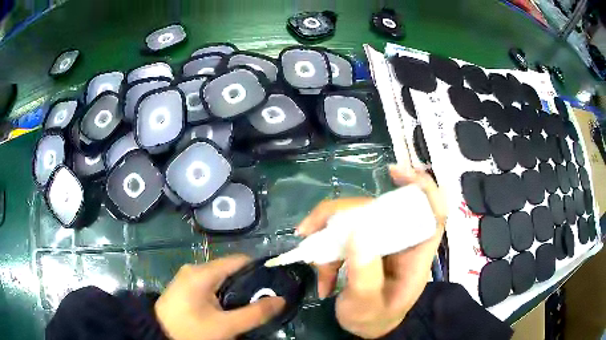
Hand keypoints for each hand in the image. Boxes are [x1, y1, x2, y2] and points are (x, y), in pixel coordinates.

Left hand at [155, 255, 285, 339]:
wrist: (158, 335)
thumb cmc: (190, 330)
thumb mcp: (225, 326)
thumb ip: (254, 313)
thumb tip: (281, 299)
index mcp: (203, 272)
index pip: (239, 261)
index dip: (260, 270)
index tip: (275, 285)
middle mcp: (195, 269)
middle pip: (231, 270)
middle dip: (250, 285)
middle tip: (265, 301)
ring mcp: (189, 278)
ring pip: (222, 280)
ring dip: (237, 292)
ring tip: (251, 307)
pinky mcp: (186, 288)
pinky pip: (212, 286)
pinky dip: (225, 295)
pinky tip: (230, 309)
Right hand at [296, 165, 446, 338]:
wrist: (367, 328)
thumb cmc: (375, 320)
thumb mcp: (367, 307)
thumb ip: (364, 276)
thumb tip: (356, 234)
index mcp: (416, 254)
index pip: (433, 211)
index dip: (421, 186)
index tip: (392, 171)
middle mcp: (400, 240)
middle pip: (379, 208)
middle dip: (343, 214)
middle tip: (310, 230)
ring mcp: (380, 241)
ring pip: (354, 219)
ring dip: (325, 236)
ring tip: (311, 263)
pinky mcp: (363, 245)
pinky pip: (342, 233)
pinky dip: (324, 248)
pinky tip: (318, 273)